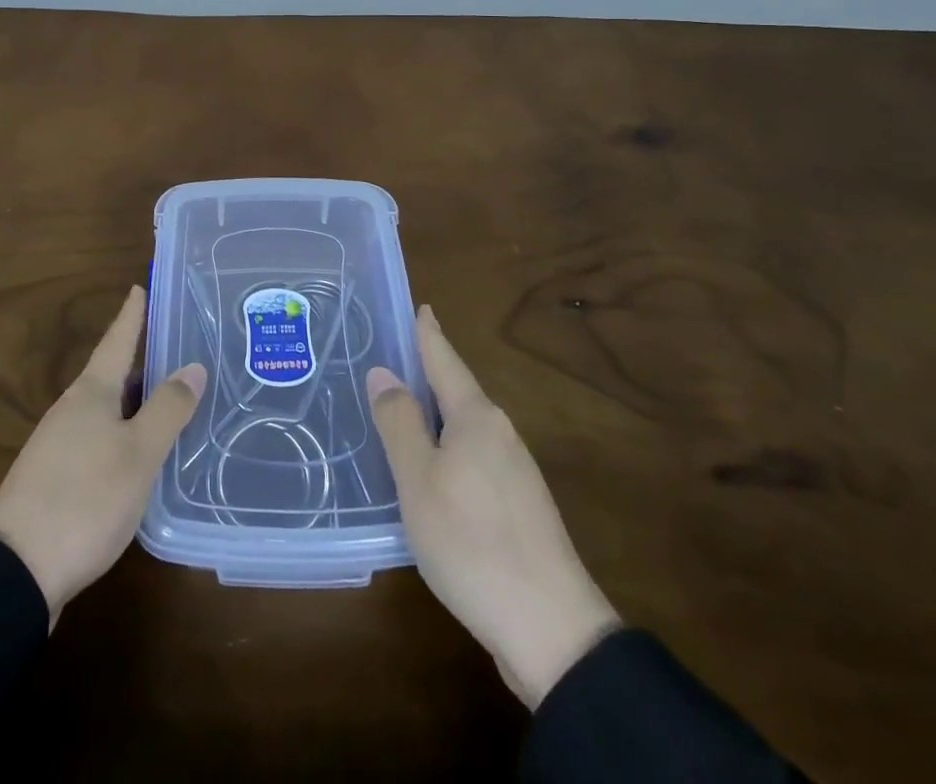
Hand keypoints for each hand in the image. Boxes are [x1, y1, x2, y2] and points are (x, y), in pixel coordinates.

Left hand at [0, 285, 204, 624]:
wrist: (15, 570)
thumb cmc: (84, 499)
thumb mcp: (138, 454)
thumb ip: (167, 409)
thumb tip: (193, 365)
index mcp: (91, 393)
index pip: (117, 340)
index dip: (132, 314)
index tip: (141, 285)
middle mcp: (72, 410)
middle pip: (113, 374)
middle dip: (142, 360)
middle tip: (177, 347)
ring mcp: (59, 445)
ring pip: (107, 409)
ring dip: (135, 400)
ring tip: (170, 399)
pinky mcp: (56, 479)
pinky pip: (99, 438)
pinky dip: (125, 433)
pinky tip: (141, 453)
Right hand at [368, 305, 619, 707]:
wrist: (551, 630)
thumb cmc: (472, 541)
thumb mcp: (419, 479)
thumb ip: (399, 422)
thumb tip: (383, 371)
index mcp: (477, 418)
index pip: (446, 360)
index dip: (429, 334)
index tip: (421, 305)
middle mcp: (501, 435)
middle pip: (457, 392)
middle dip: (427, 374)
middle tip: (390, 359)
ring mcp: (515, 474)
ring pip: (465, 429)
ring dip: (435, 415)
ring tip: (401, 410)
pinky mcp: (519, 508)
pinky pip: (473, 458)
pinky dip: (447, 449)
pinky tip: (430, 469)